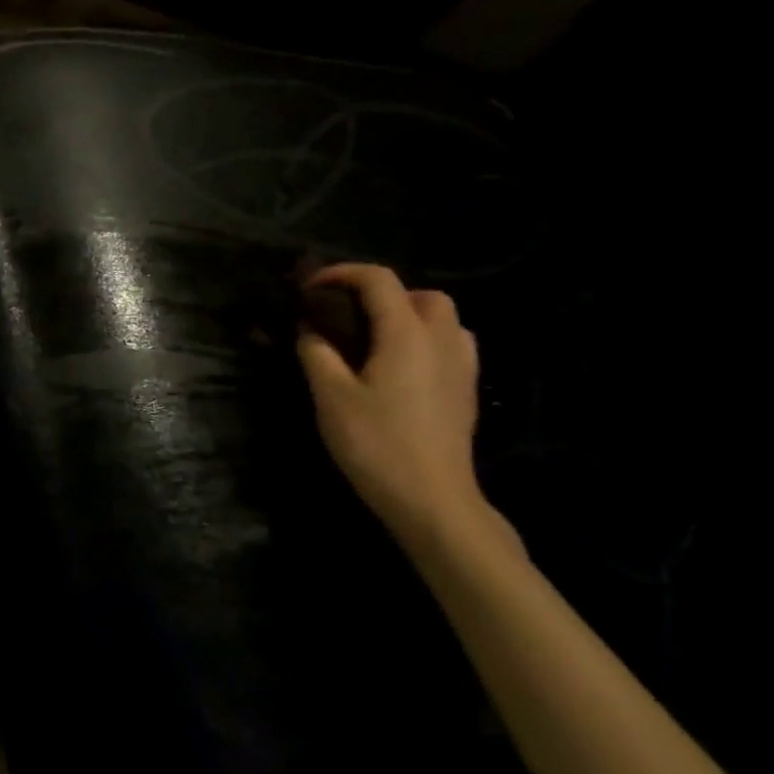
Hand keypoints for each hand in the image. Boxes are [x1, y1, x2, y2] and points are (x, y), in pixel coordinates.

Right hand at [296, 264, 502, 548]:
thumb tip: (309, 329)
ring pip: (444, 319)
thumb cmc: (377, 443)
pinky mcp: (465, 392)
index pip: (378, 280)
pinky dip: (425, 341)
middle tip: (347, 315)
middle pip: (422, 294)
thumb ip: (317, 353)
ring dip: (408, 315)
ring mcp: (461, 367)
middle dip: (383, 293)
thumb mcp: (331, 396)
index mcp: (407, 335)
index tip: (309, 289)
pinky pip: (451, 346)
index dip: (341, 274)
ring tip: (373, 338)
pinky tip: (399, 367)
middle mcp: (442, 341)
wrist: (433, 500)